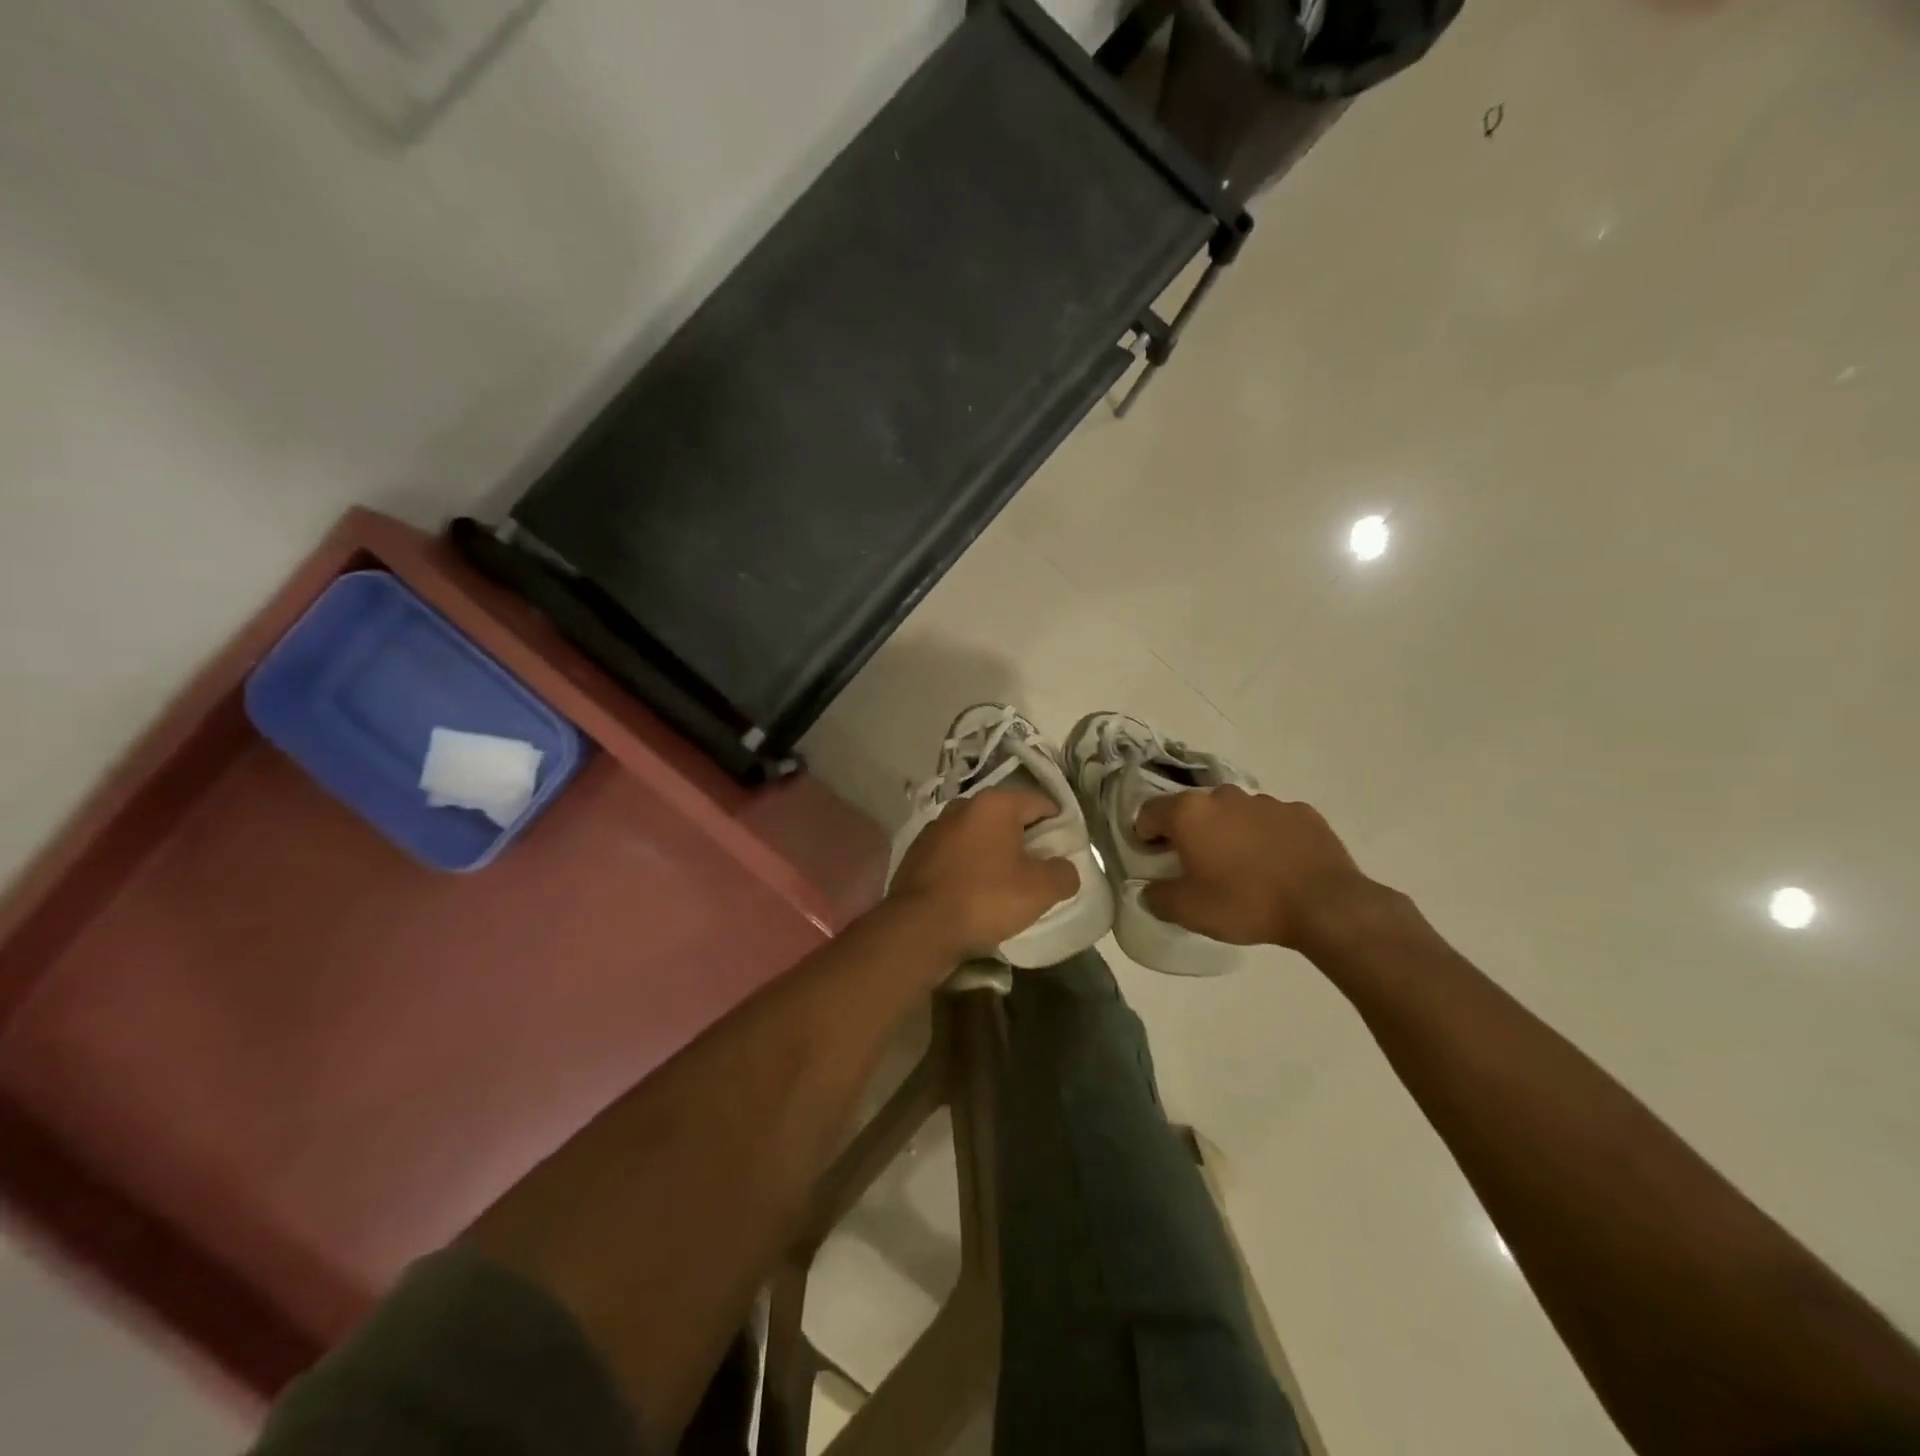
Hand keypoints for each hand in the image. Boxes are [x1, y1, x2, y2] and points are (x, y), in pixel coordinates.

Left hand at [887, 789, 1078, 957]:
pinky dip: (968, 866)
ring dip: (994, 853)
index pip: (1040, 802)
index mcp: (994, 804)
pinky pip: (955, 854)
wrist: (919, 927)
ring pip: (978, 836)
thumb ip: (1063, 873)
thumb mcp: (1040, 890)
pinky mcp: (917, 853)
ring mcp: (935, 829)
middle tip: (1039, 869)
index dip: (1059, 824)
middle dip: (1024, 839)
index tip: (1066, 850)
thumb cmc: (985, 899)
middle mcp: (962, 806)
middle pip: (1007, 817)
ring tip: (1005, 884)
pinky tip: (973, 892)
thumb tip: (1064, 869)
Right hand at [1134, 786, 1383, 953]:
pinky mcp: (1301, 812)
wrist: (1325, 906)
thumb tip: (1150, 891)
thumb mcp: (1189, 911)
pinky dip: (1265, 837)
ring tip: (1241, 867)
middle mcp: (1224, 796)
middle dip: (1190, 832)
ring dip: (1229, 832)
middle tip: (1197, 865)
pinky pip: (1271, 822)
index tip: (1152, 856)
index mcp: (1190, 813)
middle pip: (1194, 810)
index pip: (1150, 812)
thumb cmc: (1246, 903)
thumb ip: (1158, 898)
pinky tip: (1276, 865)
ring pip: (1234, 813)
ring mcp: (1266, 801)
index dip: (1144, 834)